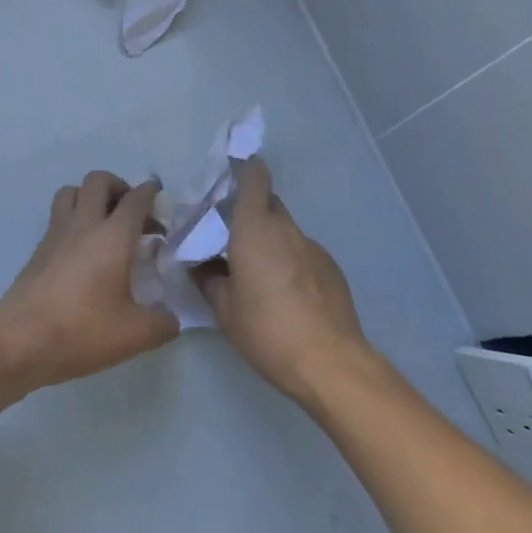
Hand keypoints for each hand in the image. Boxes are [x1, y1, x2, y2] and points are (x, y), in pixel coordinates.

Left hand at [0, 172, 177, 390]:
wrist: (19, 341)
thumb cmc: (81, 331)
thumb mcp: (134, 335)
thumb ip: (162, 323)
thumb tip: (171, 318)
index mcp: (113, 236)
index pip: (136, 198)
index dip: (151, 192)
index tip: (160, 198)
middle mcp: (84, 224)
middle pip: (98, 180)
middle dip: (119, 187)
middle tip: (132, 212)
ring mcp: (56, 234)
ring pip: (71, 191)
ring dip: (90, 197)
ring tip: (104, 223)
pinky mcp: (38, 249)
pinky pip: (57, 217)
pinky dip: (73, 219)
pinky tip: (82, 250)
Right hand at [194, 157, 373, 404]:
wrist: (330, 362)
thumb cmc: (268, 330)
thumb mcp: (225, 310)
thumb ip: (209, 280)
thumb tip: (200, 266)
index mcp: (255, 229)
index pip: (254, 178)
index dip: (244, 169)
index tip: (230, 175)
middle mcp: (286, 229)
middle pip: (269, 202)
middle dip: (250, 210)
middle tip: (231, 234)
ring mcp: (313, 247)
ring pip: (286, 230)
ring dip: (270, 239)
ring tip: (257, 272)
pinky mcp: (331, 268)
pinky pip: (303, 252)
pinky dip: (290, 260)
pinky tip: (286, 293)